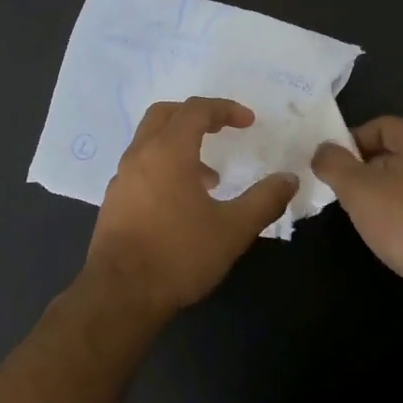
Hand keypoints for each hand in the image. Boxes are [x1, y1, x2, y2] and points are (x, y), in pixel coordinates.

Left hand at [80, 98, 297, 321]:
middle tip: (223, 130)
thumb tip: (289, 179)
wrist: (120, 293)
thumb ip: (264, 200)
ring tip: (210, 178)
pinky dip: (163, 165)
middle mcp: (139, 155)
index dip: (225, 109)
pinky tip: (181, 202)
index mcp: (168, 151)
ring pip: (149, 140)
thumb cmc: (179, 255)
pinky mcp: (113, 199)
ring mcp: (121, 177)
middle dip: (196, 115)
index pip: (196, 110)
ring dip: (180, 144)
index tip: (249, 122)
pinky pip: (140, 165)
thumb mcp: (233, 230)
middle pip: (165, 114)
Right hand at [311, 116, 402, 323]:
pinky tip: (392, 233)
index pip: (379, 126)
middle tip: (344, 194)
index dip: (350, 143)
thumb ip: (332, 162)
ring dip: (383, 193)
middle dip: (365, 170)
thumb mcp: (355, 188)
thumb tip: (323, 151)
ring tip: (364, 216)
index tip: (333, 169)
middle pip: (394, 152)